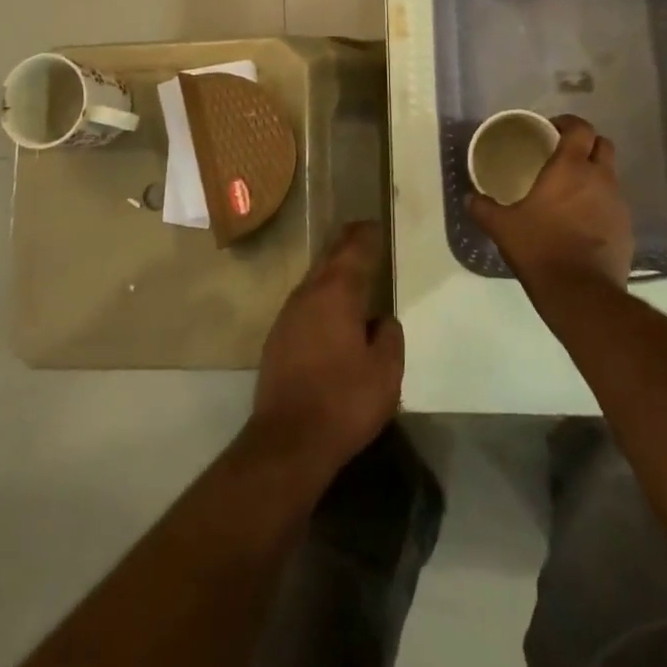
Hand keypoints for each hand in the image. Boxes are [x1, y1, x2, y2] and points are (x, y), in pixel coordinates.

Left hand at [248, 221, 404, 483]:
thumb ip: (389, 337)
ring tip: (348, 267)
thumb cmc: (344, 402)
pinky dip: (319, 294)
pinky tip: (328, 308)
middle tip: (361, 233)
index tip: (375, 225)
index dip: (366, 236)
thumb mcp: (385, 372)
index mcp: (338, 293)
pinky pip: (303, 302)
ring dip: (330, 269)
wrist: (288, 441)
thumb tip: (382, 320)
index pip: (354, 251)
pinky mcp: (277, 338)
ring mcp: (288, 315)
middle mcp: (309, 294)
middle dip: (345, 244)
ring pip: (313, 279)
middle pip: (329, 258)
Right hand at [470, 115, 632, 295]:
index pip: (581, 128)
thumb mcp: (502, 227)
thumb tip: (468, 198)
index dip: (568, 123)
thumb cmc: (540, 248)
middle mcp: (600, 178)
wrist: (581, 294)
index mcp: (571, 167)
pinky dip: (601, 205)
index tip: (551, 130)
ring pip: (610, 176)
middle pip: (603, 145)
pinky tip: (582, 223)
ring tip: (571, 192)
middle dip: (586, 144)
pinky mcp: (627, 229)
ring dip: (595, 176)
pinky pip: (614, 206)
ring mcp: (618, 204)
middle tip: (563, 156)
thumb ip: (483, 208)